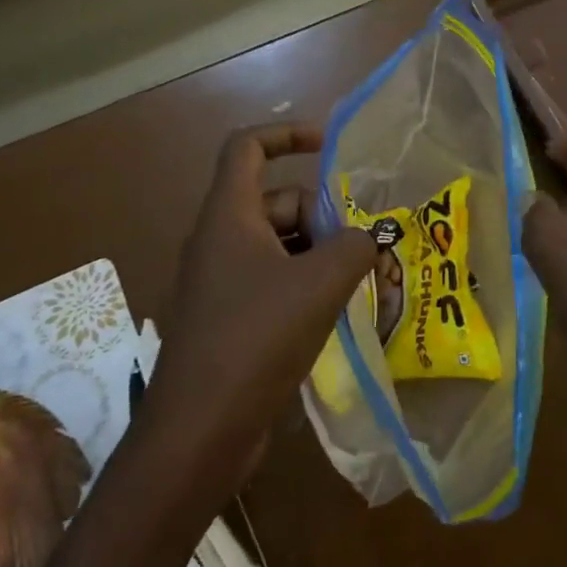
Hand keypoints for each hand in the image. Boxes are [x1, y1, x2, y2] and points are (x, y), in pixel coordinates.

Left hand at [137, 124, 375, 502]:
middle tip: (361, 248)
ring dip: (320, 254)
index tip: (331, 145)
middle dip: (323, 216)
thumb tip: (368, 240)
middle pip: (277, 201)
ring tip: (359, 282)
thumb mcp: (319, 285)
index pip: (248, 147)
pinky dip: (305, 285)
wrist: (199, 432)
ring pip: (280, 245)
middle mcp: (220, 241)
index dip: (289, 134)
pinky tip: (336, 312)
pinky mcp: (229, 318)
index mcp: (228, 217)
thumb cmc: (256, 340)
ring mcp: (221, 282)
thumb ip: (354, 247)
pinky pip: (273, 281)